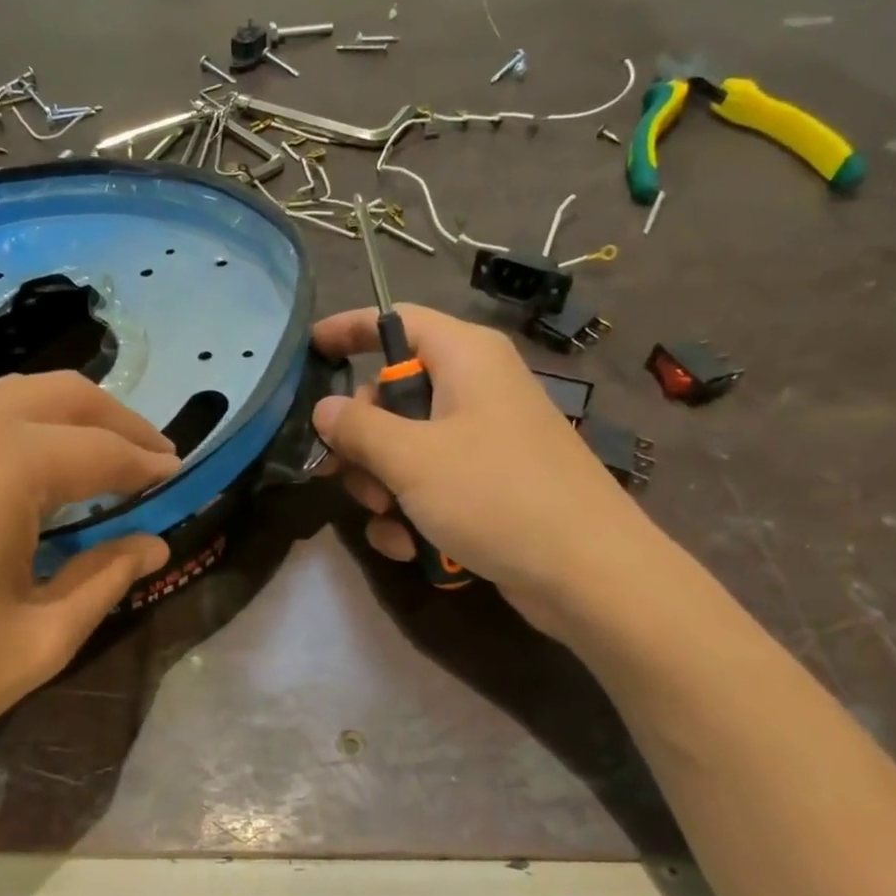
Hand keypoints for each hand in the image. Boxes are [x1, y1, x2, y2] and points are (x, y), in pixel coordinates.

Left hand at [0, 373, 178, 823]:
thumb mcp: (39, 637)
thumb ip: (106, 577)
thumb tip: (153, 545)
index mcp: (1, 459)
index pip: (102, 449)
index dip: (148, 463)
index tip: (179, 475)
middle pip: (59, 395)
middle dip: (115, 422)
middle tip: (150, 457)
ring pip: (6, 398)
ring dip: (60, 422)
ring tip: (92, 466)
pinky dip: (7, 434)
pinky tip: (16, 478)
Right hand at [311, 304, 664, 634]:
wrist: (587, 573)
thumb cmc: (495, 495)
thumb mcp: (411, 458)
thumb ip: (358, 427)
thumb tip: (324, 409)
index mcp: (465, 357)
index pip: (396, 321)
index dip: (349, 329)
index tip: (308, 351)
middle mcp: (476, 388)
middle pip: (392, 395)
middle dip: (362, 441)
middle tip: (342, 474)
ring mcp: (483, 440)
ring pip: (405, 448)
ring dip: (382, 486)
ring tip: (388, 519)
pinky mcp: (488, 485)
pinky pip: (430, 485)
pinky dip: (411, 512)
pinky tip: (410, 547)